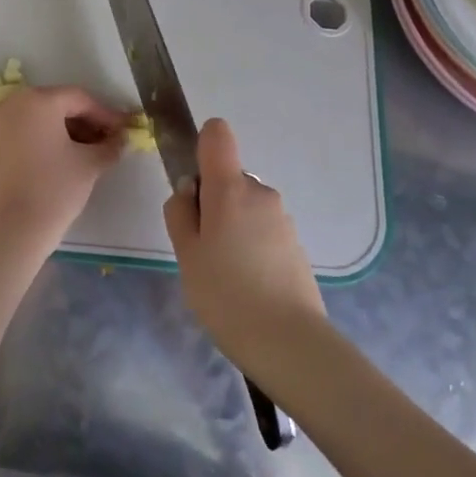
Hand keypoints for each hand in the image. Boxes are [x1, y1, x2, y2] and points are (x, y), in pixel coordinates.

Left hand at [0, 86, 126, 259]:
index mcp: (38, 100)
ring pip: (42, 119)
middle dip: (87, 123)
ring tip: (91, 154)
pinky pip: (27, 132)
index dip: (106, 115)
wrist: (8, 231)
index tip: (124, 131)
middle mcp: (14, 104)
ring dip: (68, 132)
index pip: (80, 99)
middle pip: (59, 105)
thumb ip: (109, 146)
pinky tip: (66, 159)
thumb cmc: (53, 189)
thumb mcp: (89, 165)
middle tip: (109, 142)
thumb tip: (120, 139)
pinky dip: (48, 140)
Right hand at [164, 118, 325, 374]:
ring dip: (231, 227)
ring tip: (224, 274)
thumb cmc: (225, 294)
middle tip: (202, 250)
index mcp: (230, 187)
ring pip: (245, 206)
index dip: (201, 147)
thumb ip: (180, 212)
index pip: (217, 134)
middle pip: (228, 179)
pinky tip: (246, 284)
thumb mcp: (185, 253)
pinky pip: (262, 229)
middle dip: (212, 203)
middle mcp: (260, 191)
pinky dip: (250, 245)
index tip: (193, 187)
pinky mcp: (295, 243)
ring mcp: (282, 217)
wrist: (288, 341)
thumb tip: (190, 190)